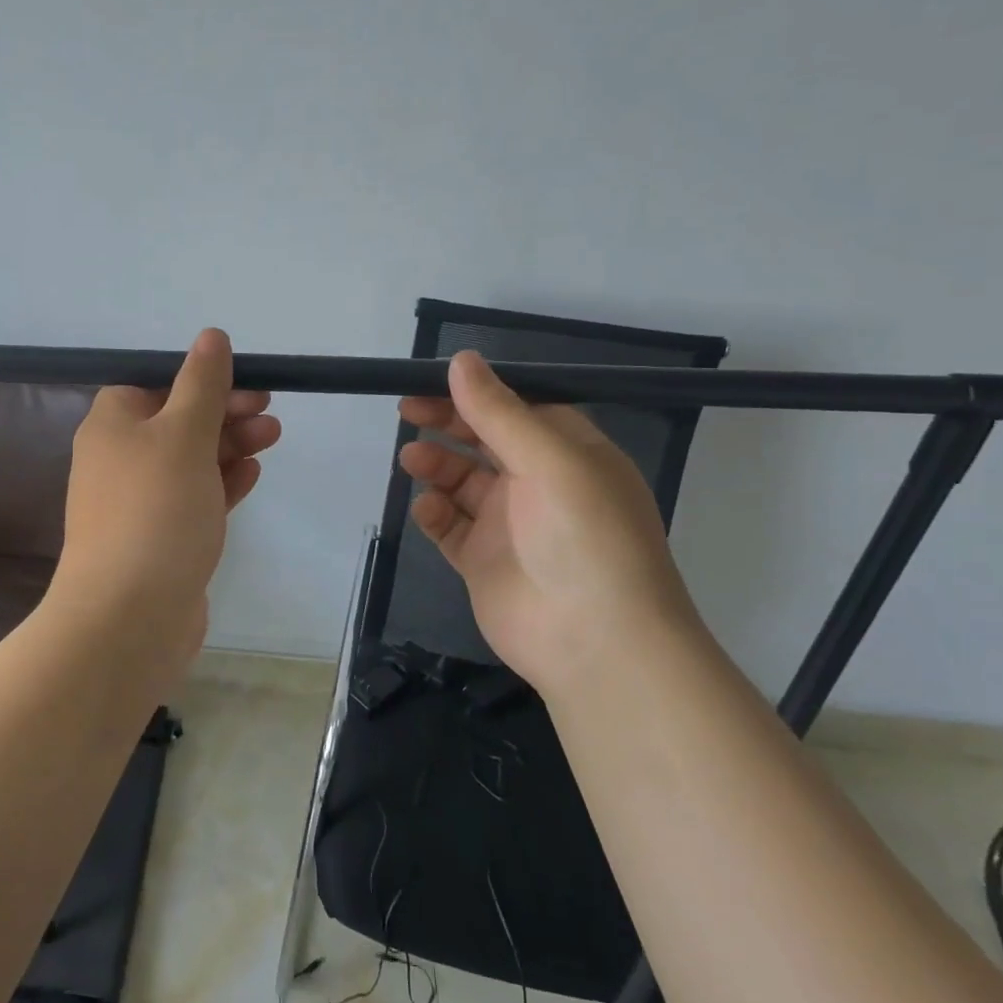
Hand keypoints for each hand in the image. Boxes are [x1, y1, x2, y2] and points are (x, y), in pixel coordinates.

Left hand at [51, 329, 279, 648]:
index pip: (156, 383)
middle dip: (225, 412)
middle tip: (269, 412)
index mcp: (112, 424)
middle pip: (177, 420)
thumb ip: (201, 384)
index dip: (201, 379)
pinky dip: (222, 483)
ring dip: (230, 445)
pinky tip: (251, 474)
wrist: (130, 616)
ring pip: (190, 460)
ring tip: (272, 437)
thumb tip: (211, 337)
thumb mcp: (183, 433)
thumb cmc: (155, 509)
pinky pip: (194, 498)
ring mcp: (139, 502)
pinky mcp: (160, 538)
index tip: (246, 383)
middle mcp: (119, 459)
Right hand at [398, 351, 701, 694]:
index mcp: (568, 453)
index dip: (476, 393)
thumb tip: (461, 360)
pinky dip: (435, 513)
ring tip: (413, 459)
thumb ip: (498, 411)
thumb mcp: (549, 460)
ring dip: (437, 465)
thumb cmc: (584, 536)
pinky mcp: (484, 561)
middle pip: (484, 441)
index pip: (517, 409)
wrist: (596, 643)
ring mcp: (510, 525)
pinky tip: (428, 509)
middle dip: (447, 423)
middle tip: (406, 411)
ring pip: (462, 482)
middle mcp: (540, 484)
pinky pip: (451, 527)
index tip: (432, 381)